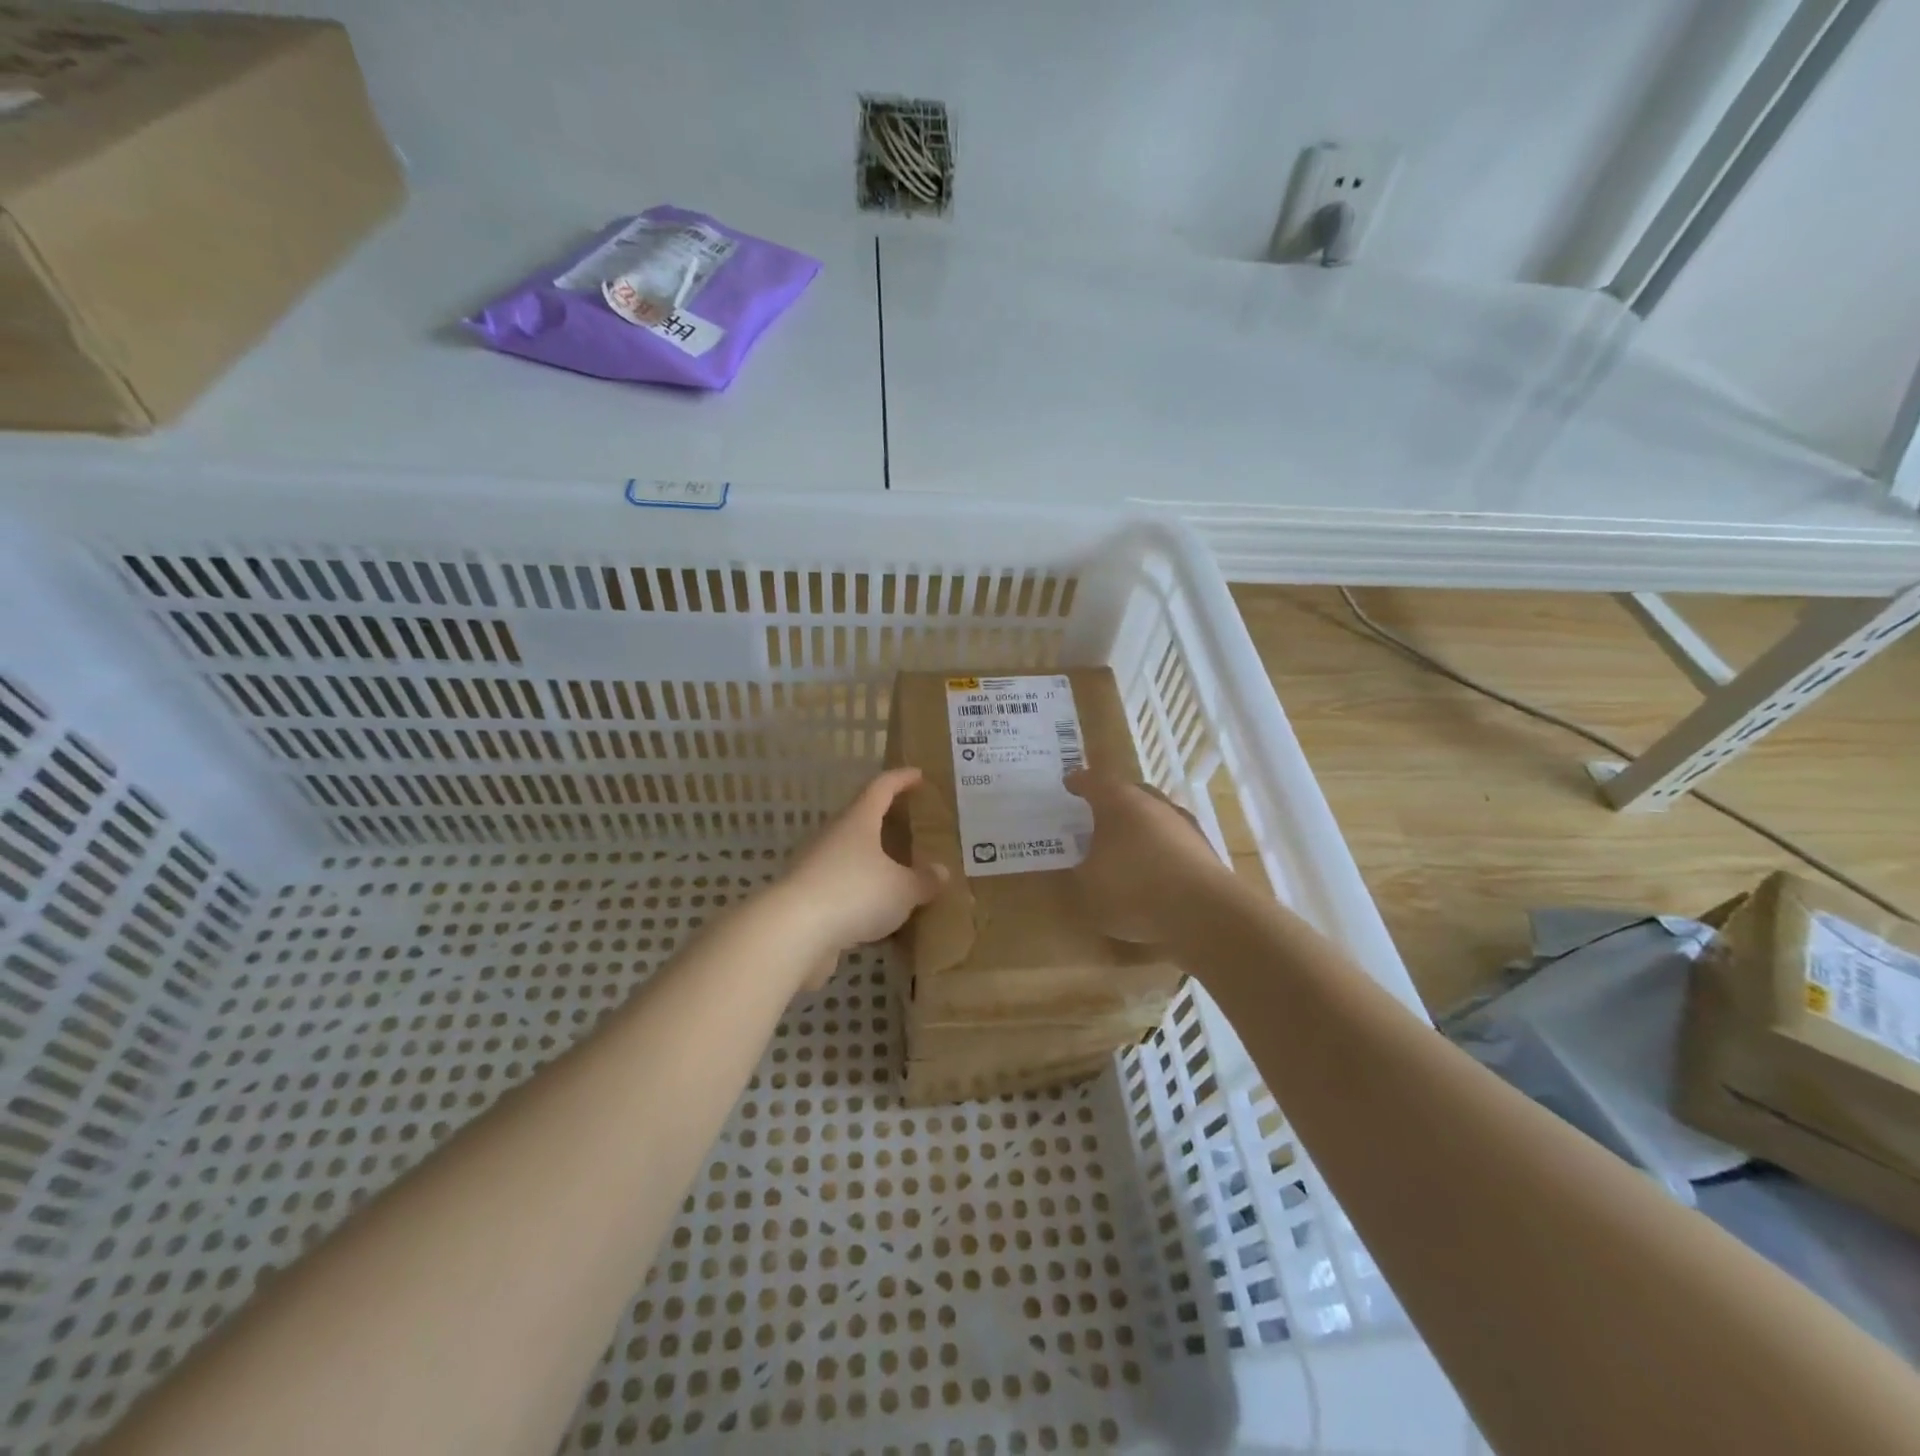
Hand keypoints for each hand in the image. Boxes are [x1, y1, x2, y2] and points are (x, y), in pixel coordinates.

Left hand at [779, 768, 947, 987]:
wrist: (793, 932)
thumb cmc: (855, 893)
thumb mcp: (902, 889)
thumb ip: (924, 880)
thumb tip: (940, 871)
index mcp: (858, 821)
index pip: (881, 788)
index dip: (900, 779)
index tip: (918, 775)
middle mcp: (834, 837)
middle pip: (861, 820)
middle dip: (885, 822)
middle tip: (910, 827)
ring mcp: (816, 867)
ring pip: (850, 857)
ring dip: (873, 862)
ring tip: (899, 874)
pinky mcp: (808, 899)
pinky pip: (842, 889)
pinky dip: (862, 895)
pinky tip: (879, 914)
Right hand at [1065, 770, 1221, 942]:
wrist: (1205, 914)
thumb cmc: (1134, 890)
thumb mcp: (1086, 887)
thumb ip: (1077, 872)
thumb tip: (1079, 865)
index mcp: (1119, 802)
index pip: (1093, 781)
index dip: (1078, 783)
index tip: (1068, 784)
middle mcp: (1153, 804)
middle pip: (1129, 792)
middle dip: (1112, 801)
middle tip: (1095, 814)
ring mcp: (1184, 825)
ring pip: (1155, 815)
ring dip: (1139, 826)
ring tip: (1125, 846)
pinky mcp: (1204, 850)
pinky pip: (1173, 841)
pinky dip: (1160, 850)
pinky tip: (1153, 871)